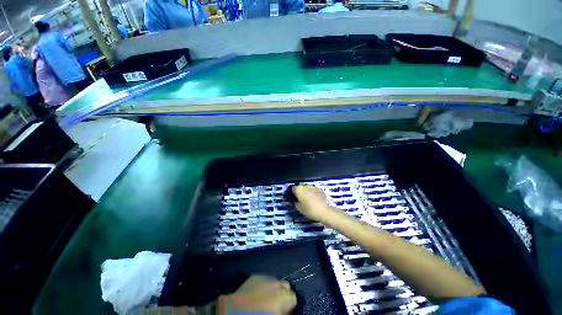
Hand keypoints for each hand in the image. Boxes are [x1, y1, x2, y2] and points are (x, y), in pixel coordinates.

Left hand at [217, 275, 295, 314]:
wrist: (233, 312)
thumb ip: (284, 311)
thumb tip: (288, 309)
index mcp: (282, 297)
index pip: (294, 297)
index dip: (290, 305)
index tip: (286, 310)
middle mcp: (276, 283)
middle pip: (286, 286)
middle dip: (283, 293)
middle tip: (277, 303)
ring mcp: (265, 277)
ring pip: (276, 280)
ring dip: (274, 287)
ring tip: (267, 297)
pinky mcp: (255, 276)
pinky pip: (265, 278)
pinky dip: (265, 284)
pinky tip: (259, 291)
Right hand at [292, 185, 336, 222]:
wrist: (325, 212)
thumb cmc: (310, 210)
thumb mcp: (300, 209)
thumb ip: (296, 203)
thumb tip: (296, 201)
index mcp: (300, 190)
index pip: (293, 188)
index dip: (293, 193)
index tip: (294, 197)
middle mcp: (306, 187)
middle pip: (301, 188)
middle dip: (300, 192)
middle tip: (301, 200)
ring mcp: (314, 187)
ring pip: (308, 189)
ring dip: (307, 193)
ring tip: (309, 201)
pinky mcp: (320, 190)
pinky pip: (314, 191)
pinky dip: (313, 194)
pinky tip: (315, 201)